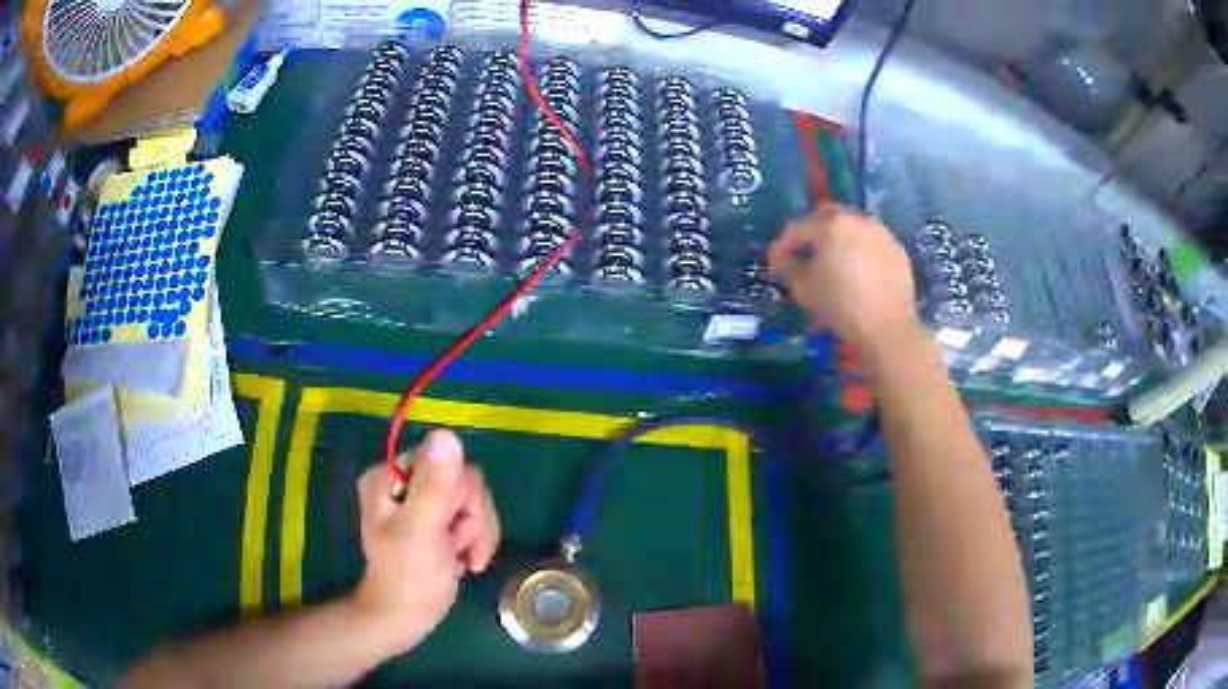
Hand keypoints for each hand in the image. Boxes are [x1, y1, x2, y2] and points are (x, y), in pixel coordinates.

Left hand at [351, 430, 499, 649]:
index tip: (451, 529)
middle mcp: (406, 478)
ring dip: (477, 533)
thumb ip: (435, 486)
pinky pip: (475, 513)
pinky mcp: (438, 517)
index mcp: (390, 474)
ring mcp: (423, 498)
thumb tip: (448, 434)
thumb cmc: (409, 578)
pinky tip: (465, 560)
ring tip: (463, 559)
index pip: (446, 461)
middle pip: (464, 479)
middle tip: (457, 548)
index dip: (460, 497)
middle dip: (471, 519)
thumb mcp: (421, 532)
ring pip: (474, 498)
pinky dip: (478, 539)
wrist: (407, 617)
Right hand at [768, 207, 920, 350]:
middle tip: (803, 252)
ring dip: (838, 239)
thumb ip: (789, 269)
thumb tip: (784, 261)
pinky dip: (860, 250)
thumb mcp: (804, 289)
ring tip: (832, 260)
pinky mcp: (897, 250)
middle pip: (827, 217)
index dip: (782, 247)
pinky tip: (857, 271)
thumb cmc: (841, 305)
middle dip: (811, 232)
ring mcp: (881, 233)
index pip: (797, 229)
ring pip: (852, 227)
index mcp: (831, 225)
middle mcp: (857, 220)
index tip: (774, 263)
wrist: (888, 327)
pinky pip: (871, 243)